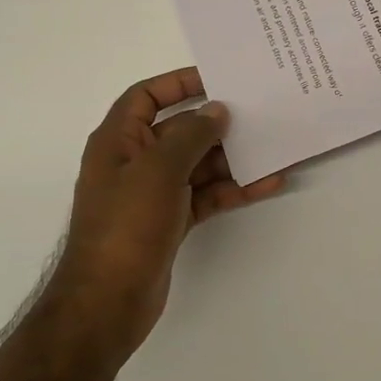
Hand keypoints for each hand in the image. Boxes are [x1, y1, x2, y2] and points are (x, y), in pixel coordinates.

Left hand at [50, 67, 284, 362]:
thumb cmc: (126, 224)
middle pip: (179, 130)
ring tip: (273, 147)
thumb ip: (191, 135)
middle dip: (217, 123)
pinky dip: (232, 189)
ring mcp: (154, 193)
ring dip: (232, 158)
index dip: (178, 83)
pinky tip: (267, 184)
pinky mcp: (171, 220)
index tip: (218, 80)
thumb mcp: (158, 170)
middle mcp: (135, 161)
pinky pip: (206, 195)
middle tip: (259, 113)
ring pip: (198, 164)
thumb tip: (217, 111)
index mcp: (118, 140)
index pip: (146, 96)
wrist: (108, 300)